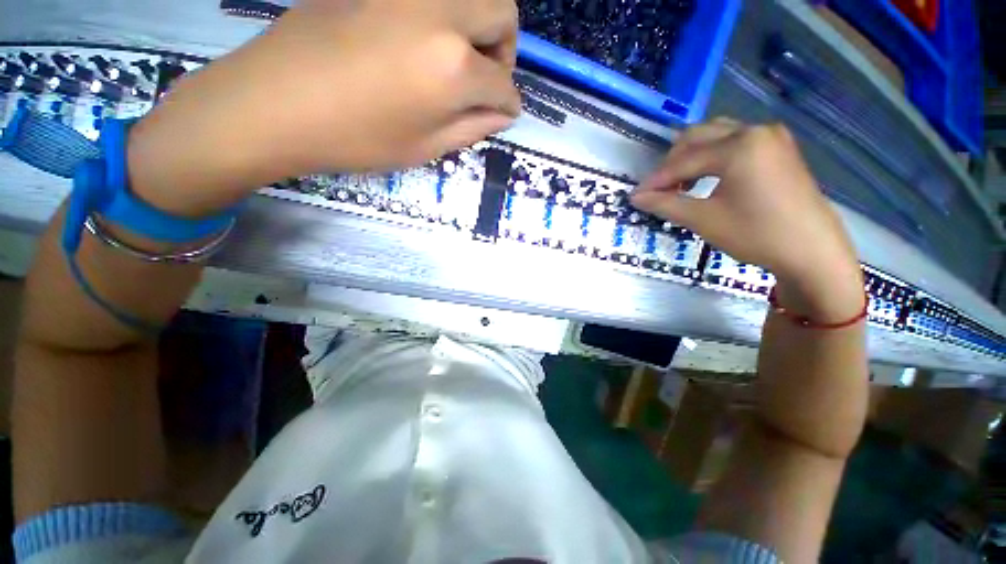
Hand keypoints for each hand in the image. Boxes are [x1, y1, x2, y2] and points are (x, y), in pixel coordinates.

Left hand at [128, 0, 520, 215]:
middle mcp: (440, 11)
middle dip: (505, 49)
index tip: (506, 113)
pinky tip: (426, 42)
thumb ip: (473, 127)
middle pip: (502, 11)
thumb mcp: (426, 147)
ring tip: (460, 59)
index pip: (504, 83)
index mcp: (454, 66)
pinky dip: (445, 16)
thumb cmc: (357, 139)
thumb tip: (502, 113)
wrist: (275, 102)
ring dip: (479, 24)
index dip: (510, 103)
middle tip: (486, 79)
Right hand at [631, 119, 863, 318]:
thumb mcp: (703, 220)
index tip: (635, 196)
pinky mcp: (779, 148)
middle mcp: (754, 130)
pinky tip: (706, 177)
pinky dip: (713, 156)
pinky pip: (735, 142)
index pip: (682, 160)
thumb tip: (636, 197)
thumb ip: (665, 204)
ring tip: (680, 184)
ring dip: (691, 157)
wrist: (812, 250)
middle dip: (672, 163)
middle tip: (658, 191)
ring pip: (716, 136)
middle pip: (697, 137)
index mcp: (738, 146)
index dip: (655, 180)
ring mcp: (770, 137)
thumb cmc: (755, 234)